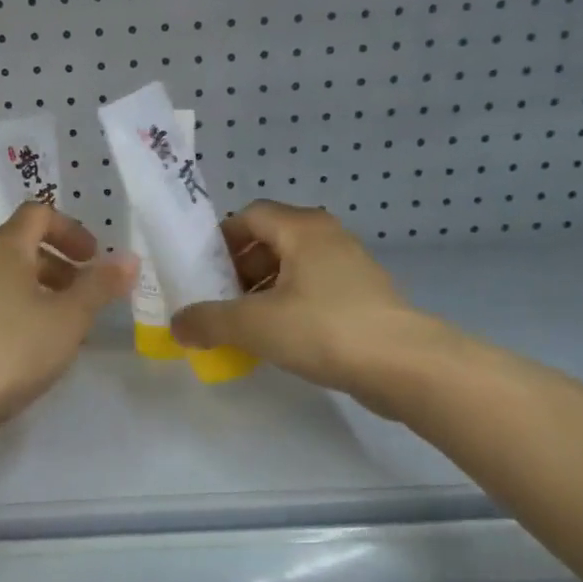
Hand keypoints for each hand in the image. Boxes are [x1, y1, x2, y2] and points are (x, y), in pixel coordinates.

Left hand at [0, 203, 133, 432]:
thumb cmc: (12, 349)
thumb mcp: (69, 318)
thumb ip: (100, 286)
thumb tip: (128, 258)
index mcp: (5, 249)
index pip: (38, 214)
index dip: (71, 230)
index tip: (94, 259)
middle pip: (23, 248)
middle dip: (61, 266)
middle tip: (87, 296)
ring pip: (9, 282)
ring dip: (43, 294)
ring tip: (67, 329)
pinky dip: (21, 316)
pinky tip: (35, 352)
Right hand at [171, 200, 451, 409]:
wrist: (404, 365)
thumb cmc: (324, 329)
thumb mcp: (253, 324)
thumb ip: (208, 321)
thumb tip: (178, 325)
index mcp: (302, 229)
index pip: (249, 216)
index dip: (220, 240)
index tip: (200, 271)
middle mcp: (327, 238)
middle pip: (269, 241)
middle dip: (237, 270)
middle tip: (217, 301)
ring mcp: (349, 267)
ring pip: (292, 269)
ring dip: (261, 291)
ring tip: (242, 325)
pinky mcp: (362, 298)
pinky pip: (312, 291)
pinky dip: (287, 307)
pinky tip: (277, 339)